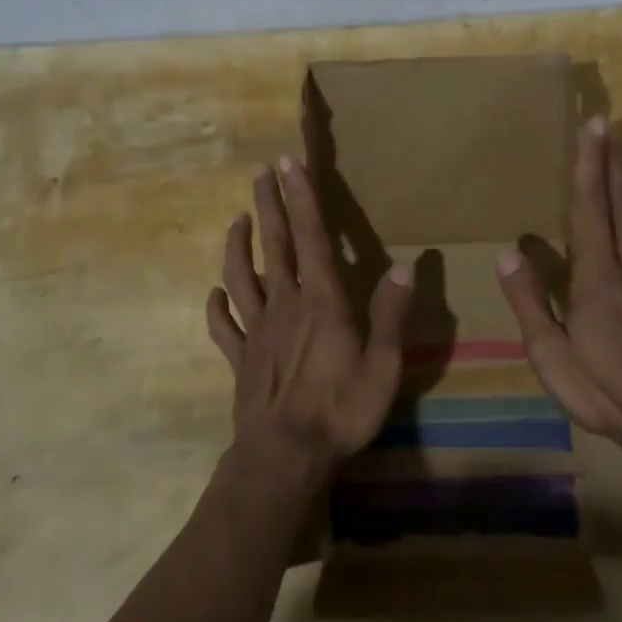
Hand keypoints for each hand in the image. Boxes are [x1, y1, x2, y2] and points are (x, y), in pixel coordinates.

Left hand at [206, 155, 413, 494]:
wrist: (284, 457)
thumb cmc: (340, 411)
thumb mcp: (383, 366)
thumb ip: (391, 315)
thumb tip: (406, 267)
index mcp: (322, 301)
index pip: (311, 236)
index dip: (300, 197)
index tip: (287, 164)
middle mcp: (286, 304)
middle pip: (273, 244)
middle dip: (268, 205)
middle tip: (259, 173)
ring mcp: (257, 330)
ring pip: (241, 276)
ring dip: (237, 245)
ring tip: (237, 219)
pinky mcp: (240, 358)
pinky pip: (224, 325)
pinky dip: (217, 305)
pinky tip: (215, 293)